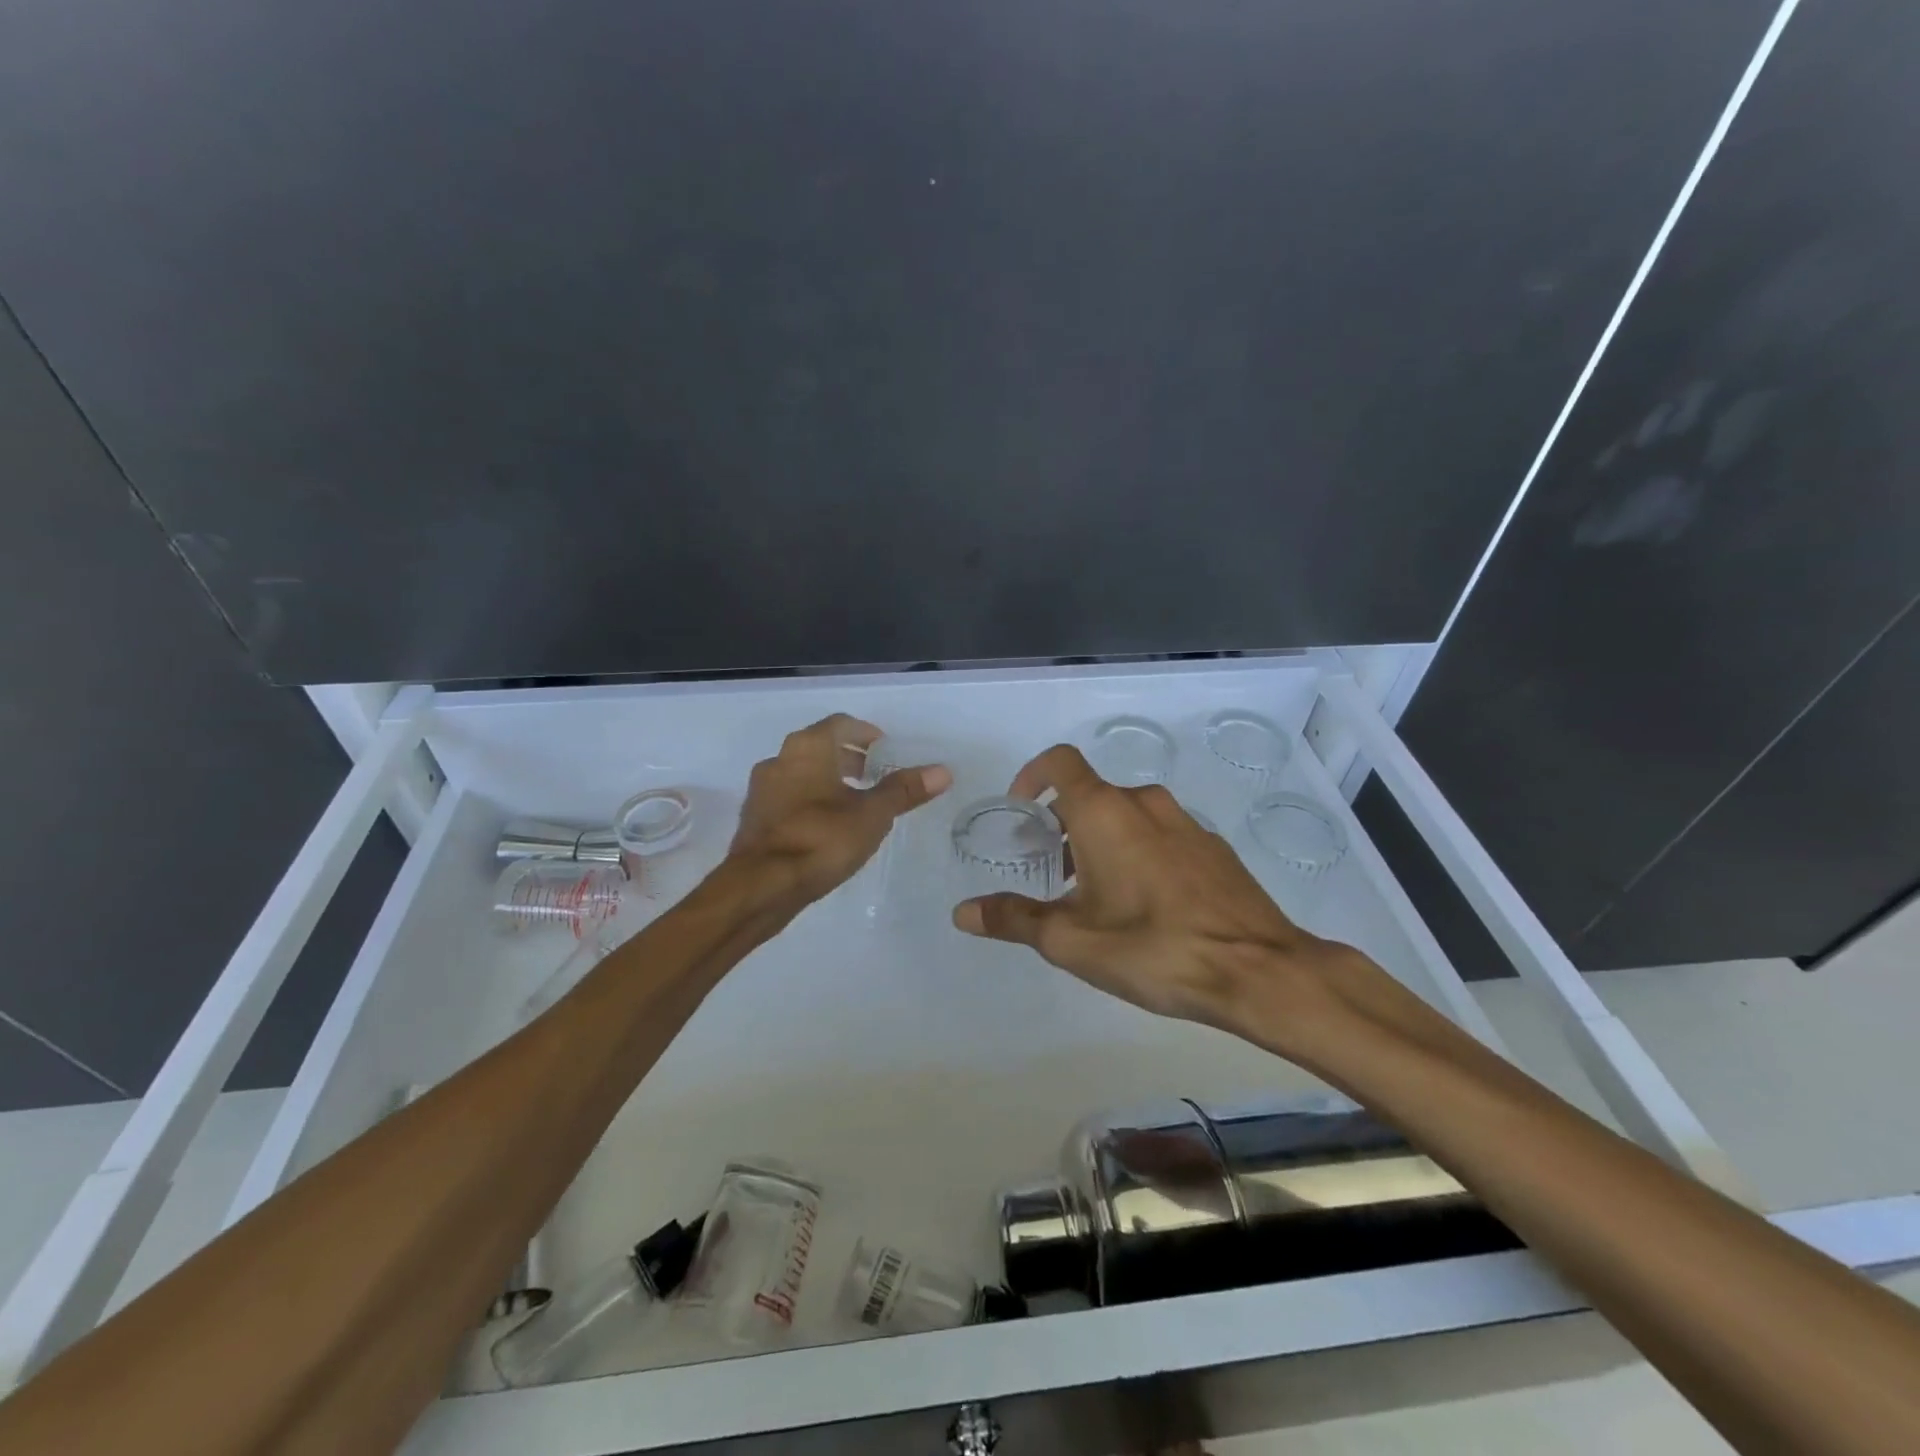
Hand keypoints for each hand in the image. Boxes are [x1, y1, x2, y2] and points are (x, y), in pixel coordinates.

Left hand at [729, 714, 951, 907]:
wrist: (761, 886)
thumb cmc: (821, 839)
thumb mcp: (872, 815)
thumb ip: (904, 790)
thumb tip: (943, 771)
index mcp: (808, 747)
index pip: (841, 724)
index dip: (866, 734)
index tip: (885, 750)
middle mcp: (780, 758)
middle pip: (820, 747)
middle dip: (849, 757)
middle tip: (876, 775)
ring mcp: (762, 789)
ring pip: (802, 773)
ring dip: (828, 780)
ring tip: (856, 803)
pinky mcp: (755, 818)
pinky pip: (789, 798)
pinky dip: (810, 802)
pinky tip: (828, 827)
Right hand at [951, 745, 1356, 1039]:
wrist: (1259, 970)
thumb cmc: (1153, 948)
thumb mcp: (1071, 941)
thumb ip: (1014, 919)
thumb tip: (963, 912)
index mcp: (1104, 811)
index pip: (1059, 762)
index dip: (1032, 776)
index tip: (1021, 811)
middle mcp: (1145, 803)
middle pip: (1091, 794)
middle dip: (1063, 824)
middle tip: (1052, 872)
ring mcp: (1186, 822)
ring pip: (1128, 815)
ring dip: (1101, 840)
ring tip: (1096, 896)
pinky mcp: (1214, 848)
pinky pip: (1162, 835)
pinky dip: (1139, 852)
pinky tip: (1146, 907)